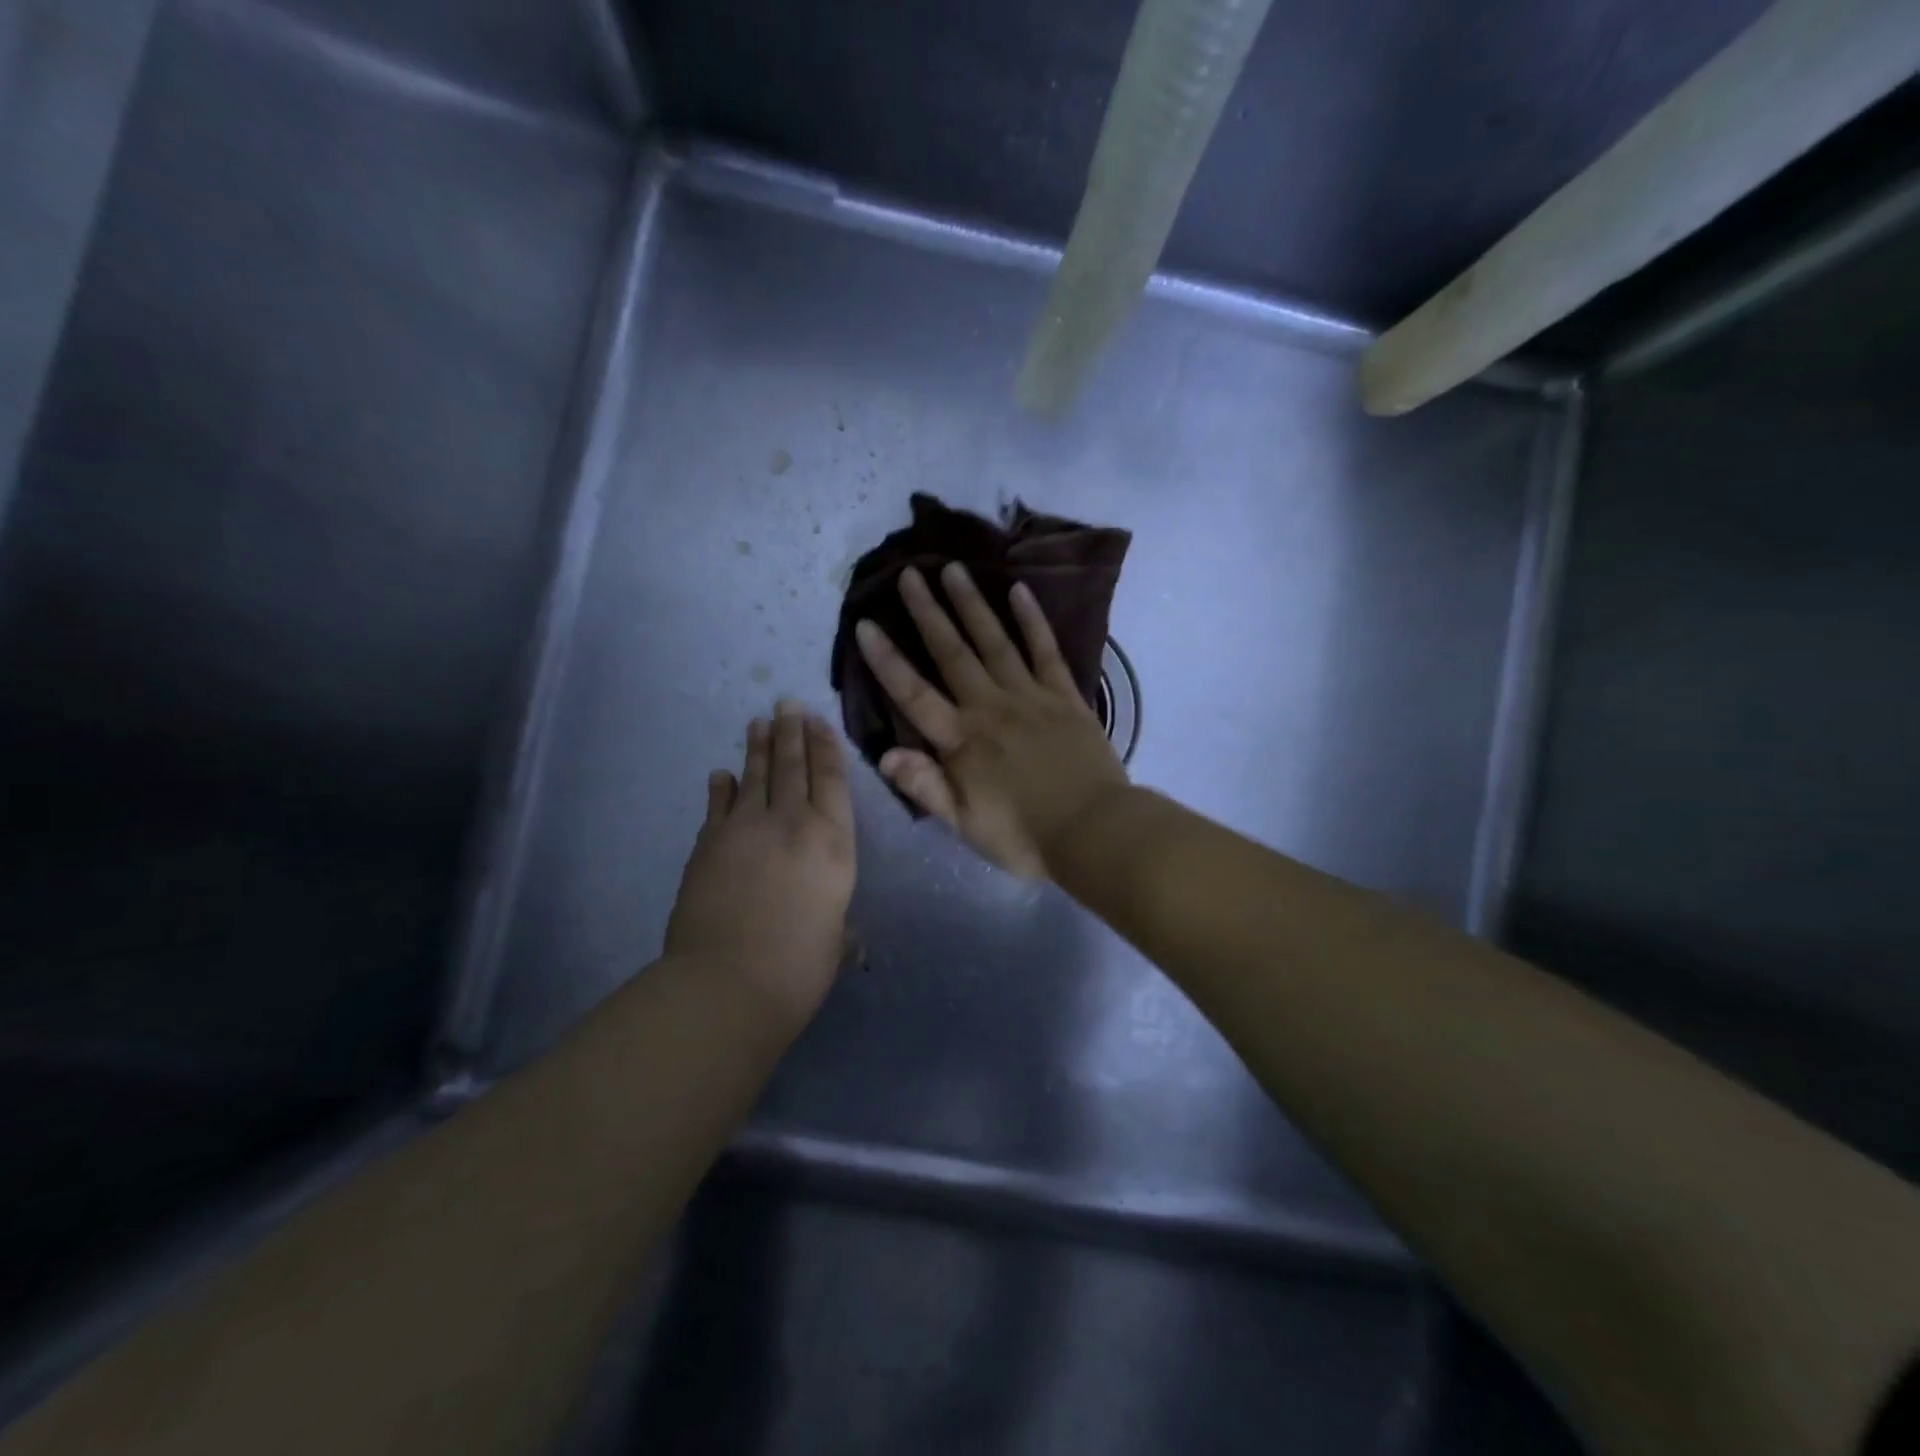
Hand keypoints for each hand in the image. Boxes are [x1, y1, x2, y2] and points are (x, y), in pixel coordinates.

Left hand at [665, 700, 856, 1021]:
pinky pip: (719, 805)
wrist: (728, 982)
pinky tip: (722, 773)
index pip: (831, 781)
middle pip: (793, 766)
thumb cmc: (799, 966)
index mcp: (833, 842)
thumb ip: (837, 923)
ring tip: (759, 722)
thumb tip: (842, 932)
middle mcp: (792, 823)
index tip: (818, 721)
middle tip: (786, 703)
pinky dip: (722, 787)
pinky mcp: (709, 843)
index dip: (825, 747)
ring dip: (759, 747)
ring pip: (756, 776)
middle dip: (792, 732)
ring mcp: (746, 828)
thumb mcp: (834, 940)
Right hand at [855, 563, 1128, 878]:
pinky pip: (1045, 650)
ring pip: (994, 641)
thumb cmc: (1024, 836)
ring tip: (953, 568)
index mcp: (962, 741)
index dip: (887, 659)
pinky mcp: (1065, 695)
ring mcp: (1030, 696)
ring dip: (971, 604)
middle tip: (910, 573)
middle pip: (952, 652)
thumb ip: (926, 787)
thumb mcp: (965, 825)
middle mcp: (990, 707)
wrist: (1094, 832)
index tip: (866, 624)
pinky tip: (1019, 591)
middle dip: (927, 612)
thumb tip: (885, 754)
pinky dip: (1032, 620)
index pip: (914, 693)